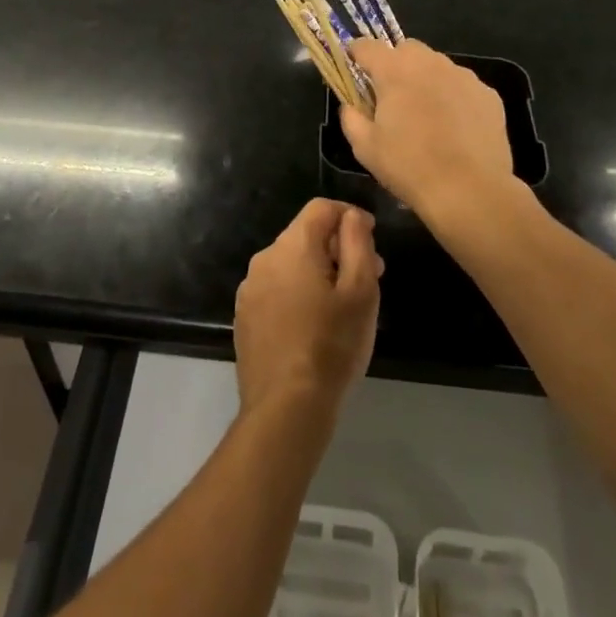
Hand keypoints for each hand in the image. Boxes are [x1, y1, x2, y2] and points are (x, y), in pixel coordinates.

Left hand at [234, 199, 382, 416]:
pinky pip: (276, 289)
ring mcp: (249, 288)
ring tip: (342, 305)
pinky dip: (297, 293)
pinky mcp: (244, 316)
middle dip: (337, 248)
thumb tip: (350, 216)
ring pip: (290, 264)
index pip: (321, 208)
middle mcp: (265, 257)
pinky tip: (313, 324)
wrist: (286, 408)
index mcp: (293, 245)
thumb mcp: (361, 291)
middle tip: (368, 276)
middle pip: (305, 235)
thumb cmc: (332, 345)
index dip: (349, 216)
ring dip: (317, 272)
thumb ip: (358, 243)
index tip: (370, 238)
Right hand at [342, 39, 516, 222]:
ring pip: (437, 66)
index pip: (367, 46)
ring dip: (426, 79)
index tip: (354, 66)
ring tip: (426, 114)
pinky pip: (462, 86)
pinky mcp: (488, 94)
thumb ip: (351, 117)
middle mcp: (430, 62)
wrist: (470, 191)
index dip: (356, 54)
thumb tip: (351, 105)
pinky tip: (455, 127)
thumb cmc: (409, 166)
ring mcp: (463, 76)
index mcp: (395, 70)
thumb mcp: (365, 147)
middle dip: (395, 64)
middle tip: (392, 95)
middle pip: (406, 49)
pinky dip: (453, 96)